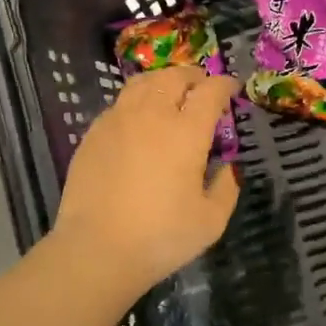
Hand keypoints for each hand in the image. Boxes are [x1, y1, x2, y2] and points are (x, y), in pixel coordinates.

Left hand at [53, 66, 240, 291]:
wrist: (96, 249)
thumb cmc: (160, 237)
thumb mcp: (211, 221)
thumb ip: (226, 189)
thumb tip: (228, 168)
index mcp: (186, 132)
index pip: (210, 92)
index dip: (224, 85)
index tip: (231, 88)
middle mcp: (152, 115)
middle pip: (174, 77)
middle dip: (193, 76)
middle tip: (201, 86)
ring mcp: (118, 120)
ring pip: (142, 83)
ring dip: (162, 81)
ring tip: (169, 91)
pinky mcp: (93, 133)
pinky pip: (119, 103)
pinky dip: (136, 100)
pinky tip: (138, 118)